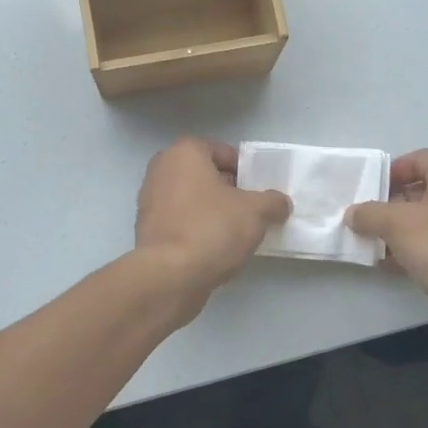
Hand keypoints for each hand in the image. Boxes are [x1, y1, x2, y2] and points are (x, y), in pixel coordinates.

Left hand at [134, 138, 291, 294]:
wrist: (169, 276)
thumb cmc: (212, 229)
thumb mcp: (256, 212)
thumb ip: (272, 202)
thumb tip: (279, 203)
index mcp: (184, 153)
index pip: (223, 152)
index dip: (245, 170)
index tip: (258, 191)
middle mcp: (162, 169)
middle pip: (205, 174)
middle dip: (228, 190)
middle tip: (250, 210)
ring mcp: (149, 200)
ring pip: (191, 198)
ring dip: (212, 211)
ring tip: (235, 232)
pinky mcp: (147, 229)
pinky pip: (180, 220)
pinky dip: (196, 228)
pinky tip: (213, 248)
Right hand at [346, 150, 427, 354]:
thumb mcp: (398, 224)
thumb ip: (370, 214)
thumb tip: (353, 213)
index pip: (420, 158)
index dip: (393, 168)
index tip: (370, 188)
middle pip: (421, 190)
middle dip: (389, 203)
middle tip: (364, 217)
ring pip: (425, 221)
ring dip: (397, 231)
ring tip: (370, 243)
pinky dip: (411, 251)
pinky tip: (389, 267)